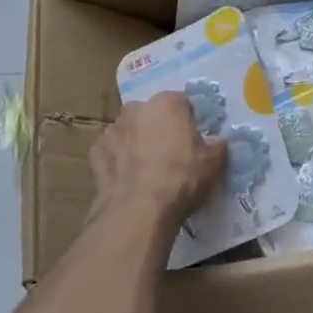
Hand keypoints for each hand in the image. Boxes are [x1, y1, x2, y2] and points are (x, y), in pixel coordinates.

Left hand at [90, 92, 226, 231]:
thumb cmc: (181, 179)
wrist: (138, 210)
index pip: (183, 103)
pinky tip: (127, 180)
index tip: (193, 140)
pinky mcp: (95, 151)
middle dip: (160, 128)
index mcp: (168, 103)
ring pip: (130, 131)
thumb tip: (216, 142)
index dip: (189, 121)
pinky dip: (118, 161)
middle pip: (153, 114)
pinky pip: (112, 151)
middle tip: (170, 155)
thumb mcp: (214, 163)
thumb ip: (217, 146)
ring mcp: (112, 128)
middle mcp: (137, 107)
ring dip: (137, 143)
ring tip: (146, 171)